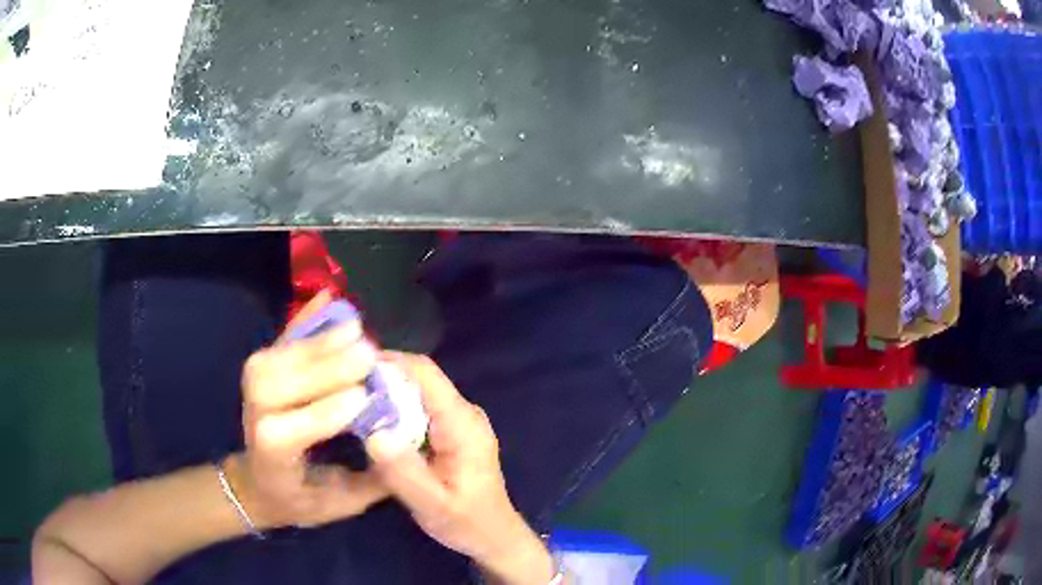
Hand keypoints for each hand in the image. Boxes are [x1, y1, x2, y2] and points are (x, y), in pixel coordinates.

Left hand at [236, 291, 387, 528]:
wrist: (258, 482)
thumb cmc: (303, 499)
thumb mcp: (339, 506)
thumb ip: (370, 482)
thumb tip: (405, 445)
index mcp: (272, 463)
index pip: (283, 435)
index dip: (319, 415)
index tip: (362, 398)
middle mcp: (253, 421)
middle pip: (275, 387)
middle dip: (322, 369)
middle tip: (368, 354)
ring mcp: (251, 391)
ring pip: (276, 360)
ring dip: (316, 343)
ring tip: (357, 330)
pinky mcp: (260, 370)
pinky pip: (279, 343)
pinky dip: (303, 322)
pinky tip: (328, 301)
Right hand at [366, 354, 556, 584]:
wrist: (494, 537)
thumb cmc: (467, 523)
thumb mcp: (433, 505)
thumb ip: (404, 473)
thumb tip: (373, 434)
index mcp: (463, 423)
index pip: (425, 373)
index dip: (389, 362)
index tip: (350, 366)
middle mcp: (464, 412)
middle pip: (419, 378)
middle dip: (381, 377)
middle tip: (342, 387)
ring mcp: (460, 420)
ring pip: (418, 391)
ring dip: (386, 392)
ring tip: (350, 401)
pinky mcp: (452, 430)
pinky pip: (420, 408)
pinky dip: (395, 409)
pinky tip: (373, 421)